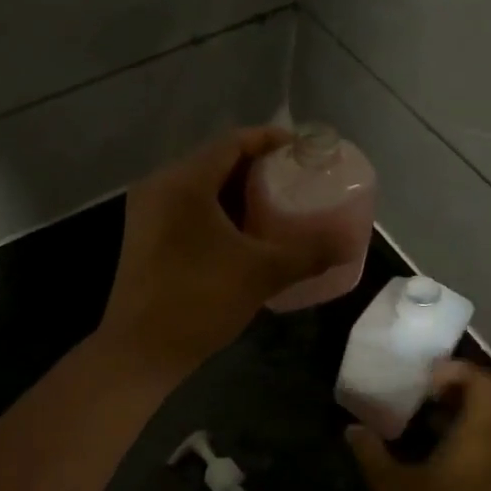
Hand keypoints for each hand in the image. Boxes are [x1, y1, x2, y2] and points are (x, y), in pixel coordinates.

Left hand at [98, 127, 339, 377]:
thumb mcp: (261, 274)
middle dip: (256, 167)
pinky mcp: (143, 234)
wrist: (139, 350)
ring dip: (235, 190)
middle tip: (294, 180)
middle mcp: (159, 185)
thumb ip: (309, 253)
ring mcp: (146, 210)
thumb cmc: (199, 301)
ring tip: (274, 204)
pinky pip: (185, 205)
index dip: (270, 140)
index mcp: (184, 182)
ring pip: (198, 185)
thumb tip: (350, 244)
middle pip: (214, 160)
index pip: (232, 142)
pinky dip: (215, 208)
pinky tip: (241, 231)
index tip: (303, 151)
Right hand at [347, 361, 490, 490]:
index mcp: (479, 437)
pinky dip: (463, 431)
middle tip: (426, 385)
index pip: (485, 385)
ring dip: (462, 408)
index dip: (458, 371)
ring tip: (422, 408)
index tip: (425, 375)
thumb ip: (370, 452)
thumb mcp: (392, 488)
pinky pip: (486, 443)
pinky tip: (429, 444)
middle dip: (462, 384)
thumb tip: (352, 428)